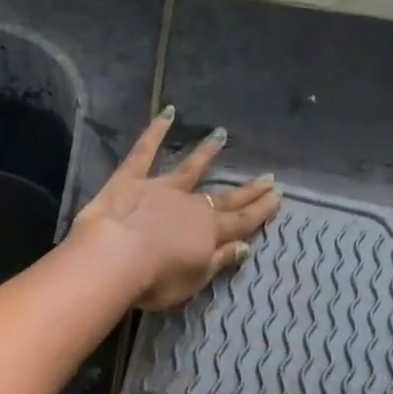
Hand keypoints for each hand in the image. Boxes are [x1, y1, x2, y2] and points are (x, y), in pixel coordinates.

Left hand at [73, 109, 280, 311]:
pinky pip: (144, 151)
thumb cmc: (155, 280)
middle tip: (267, 177)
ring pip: (189, 168)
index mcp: (209, 232)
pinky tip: (167, 113)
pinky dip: (155, 131)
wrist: (114, 258)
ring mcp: (161, 188)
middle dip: (247, 189)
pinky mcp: (131, 179)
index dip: (261, 210)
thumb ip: (219, 261)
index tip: (278, 196)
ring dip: (206, 152)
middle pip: (224, 197)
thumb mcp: (194, 280)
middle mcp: (191, 205)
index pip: (242, 221)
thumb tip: (245, 247)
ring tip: (220, 136)